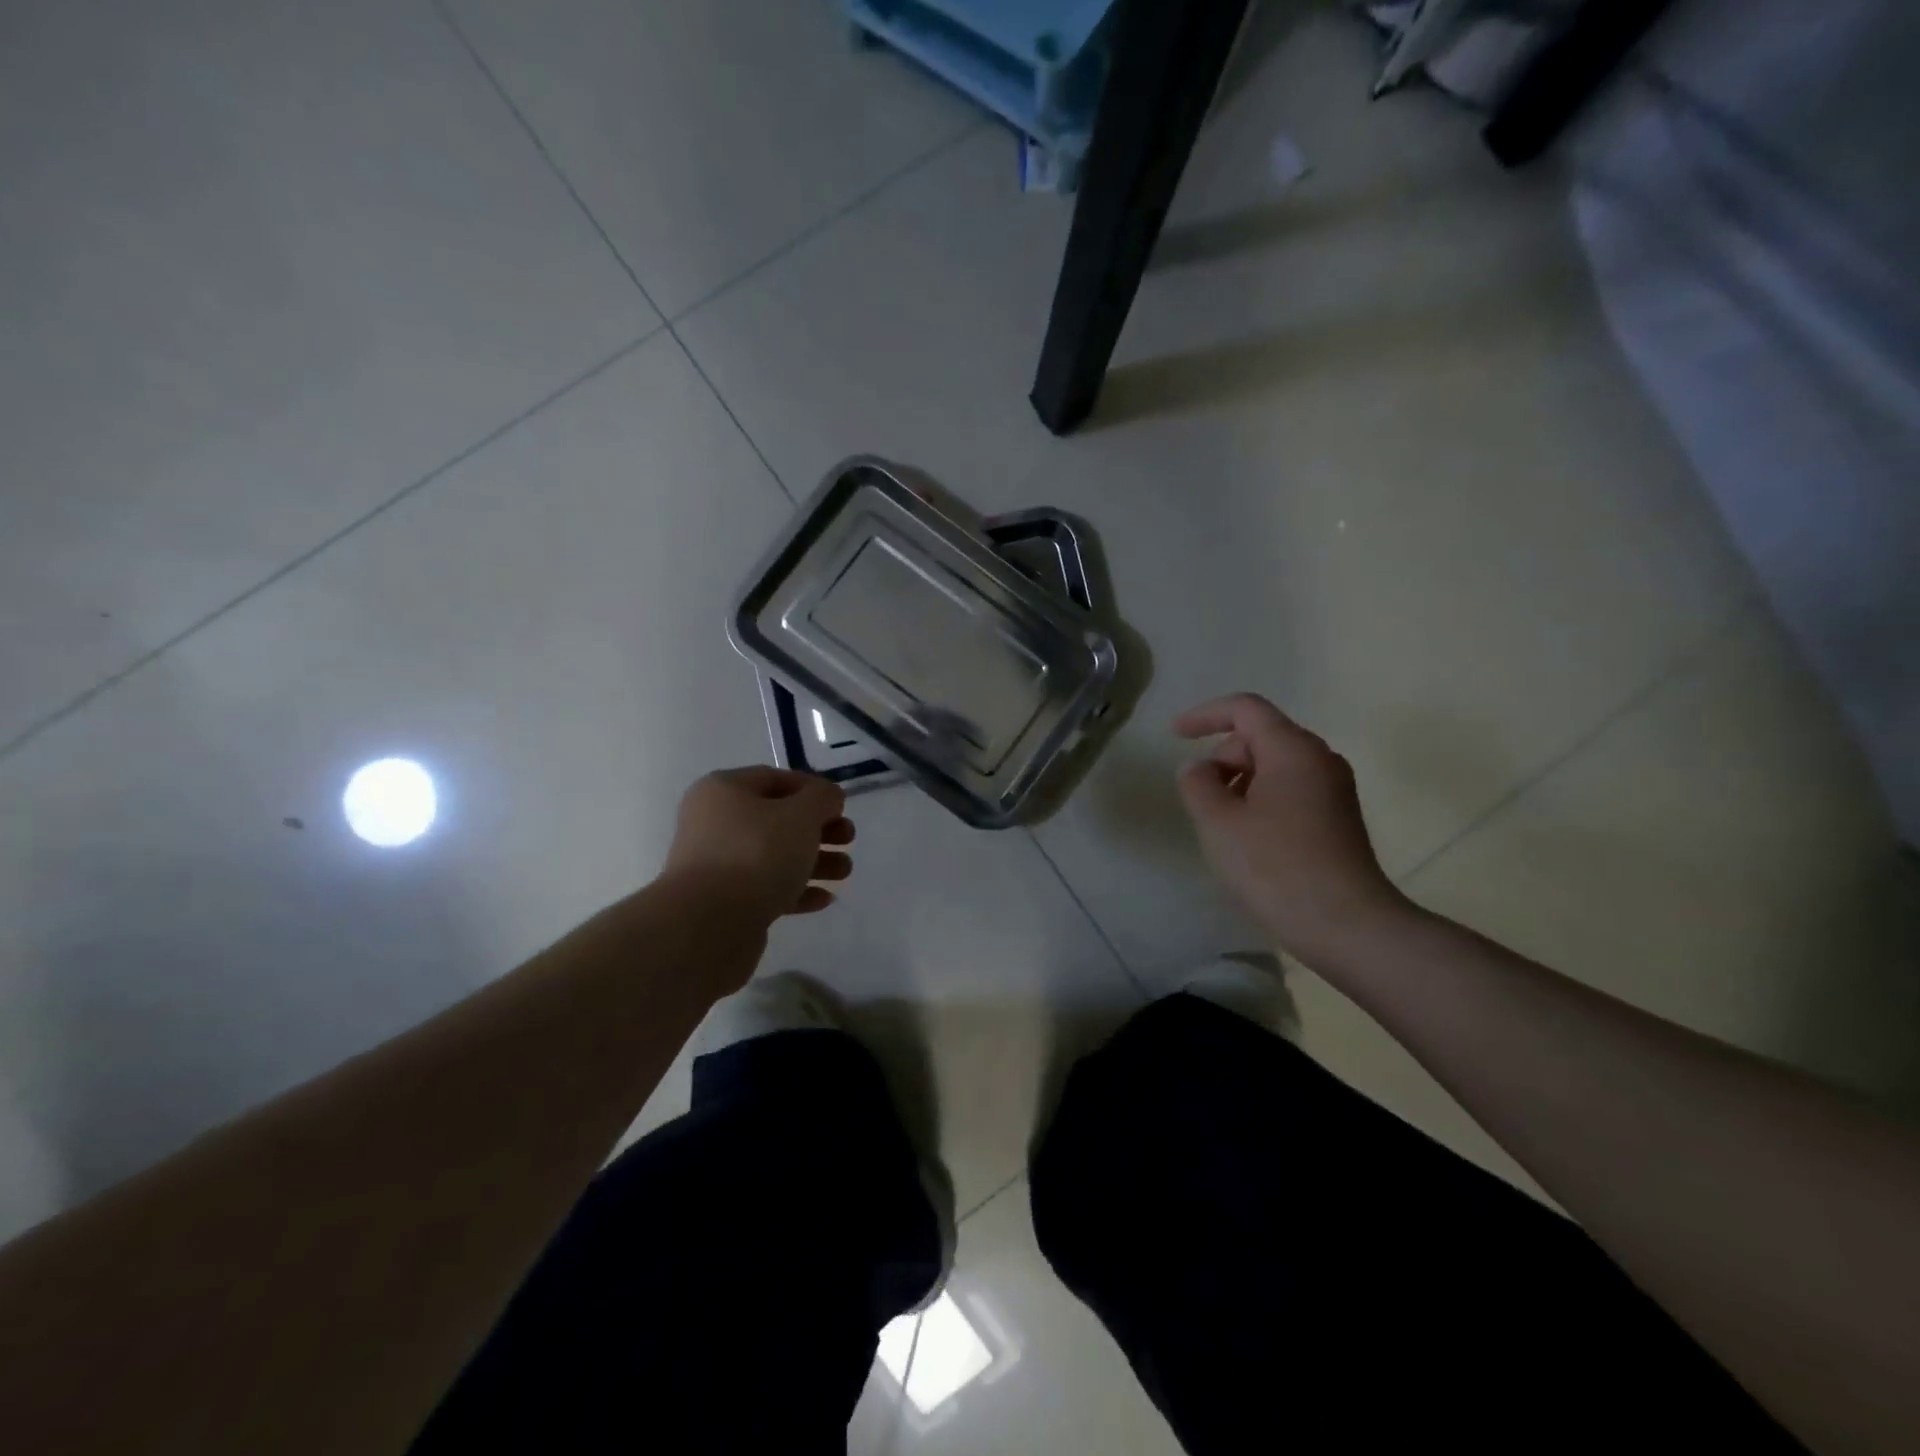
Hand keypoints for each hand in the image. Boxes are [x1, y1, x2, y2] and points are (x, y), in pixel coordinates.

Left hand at [664, 767, 853, 924]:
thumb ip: (821, 798)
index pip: (775, 778)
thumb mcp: (800, 815)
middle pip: (777, 819)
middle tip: (848, 839)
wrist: (708, 925)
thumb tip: (827, 797)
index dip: (813, 789)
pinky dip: (796, 890)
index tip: (842, 806)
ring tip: (845, 872)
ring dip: (814, 861)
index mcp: (724, 790)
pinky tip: (825, 898)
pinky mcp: (725, 903)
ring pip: (774, 856)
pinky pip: (766, 888)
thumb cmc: (756, 854)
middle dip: (819, 829)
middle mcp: (715, 823)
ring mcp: (717, 865)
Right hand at [1175, 694, 1408, 960]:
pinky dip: (1261, 801)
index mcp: (1293, 750)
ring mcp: (1334, 791)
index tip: (1174, 736)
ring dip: (1240, 783)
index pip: (1246, 709)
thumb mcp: (1218, 822)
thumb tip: (1199, 769)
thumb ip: (1197, 784)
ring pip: (1275, 767)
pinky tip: (1249, 841)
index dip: (1205, 715)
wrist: (1347, 926)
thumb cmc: (1275, 866)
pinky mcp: (1338, 820)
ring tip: (1222, 825)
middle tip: (1201, 800)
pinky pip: (1290, 791)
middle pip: (1260, 737)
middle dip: (1223, 758)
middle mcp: (1320, 760)